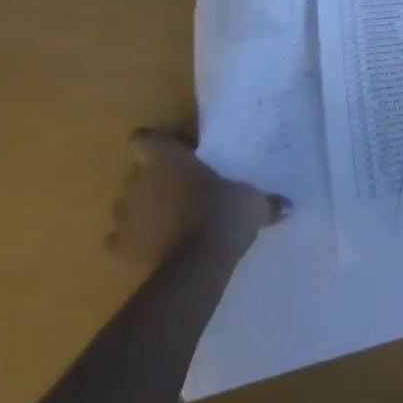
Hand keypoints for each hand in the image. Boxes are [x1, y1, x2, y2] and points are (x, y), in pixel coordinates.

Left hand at [105, 128, 288, 267]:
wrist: (198, 263)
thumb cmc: (223, 214)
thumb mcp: (251, 202)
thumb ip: (265, 201)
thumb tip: (288, 205)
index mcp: (168, 158)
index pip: (143, 139)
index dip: (153, 145)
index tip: (171, 155)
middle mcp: (141, 181)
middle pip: (134, 174)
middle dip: (149, 182)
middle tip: (175, 192)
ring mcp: (127, 215)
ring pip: (122, 206)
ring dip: (136, 212)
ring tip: (159, 222)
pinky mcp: (120, 248)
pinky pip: (114, 241)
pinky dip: (125, 244)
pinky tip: (144, 249)